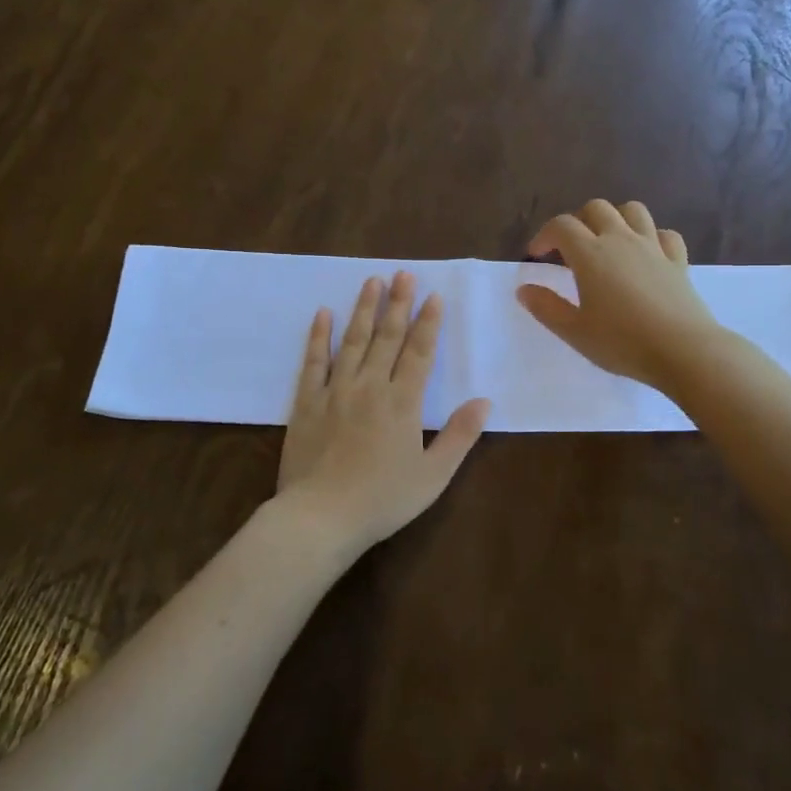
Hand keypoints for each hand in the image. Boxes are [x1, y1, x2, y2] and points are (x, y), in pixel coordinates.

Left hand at [275, 272, 490, 553]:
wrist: (321, 517)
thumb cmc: (383, 500)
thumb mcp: (433, 475)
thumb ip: (460, 436)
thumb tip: (484, 401)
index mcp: (402, 403)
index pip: (419, 352)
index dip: (428, 323)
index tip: (434, 296)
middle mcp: (370, 387)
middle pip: (387, 338)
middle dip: (398, 304)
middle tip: (403, 274)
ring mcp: (335, 391)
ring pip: (353, 341)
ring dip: (364, 309)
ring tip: (372, 281)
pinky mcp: (307, 402)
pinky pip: (313, 362)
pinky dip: (318, 336)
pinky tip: (323, 314)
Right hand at [517, 200, 723, 391]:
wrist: (683, 350)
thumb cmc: (622, 342)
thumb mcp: (574, 331)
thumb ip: (546, 307)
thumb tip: (524, 289)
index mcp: (590, 254)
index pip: (562, 226)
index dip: (544, 235)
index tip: (536, 256)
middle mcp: (621, 240)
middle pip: (596, 208)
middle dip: (578, 221)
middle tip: (570, 249)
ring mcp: (653, 247)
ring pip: (633, 210)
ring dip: (615, 218)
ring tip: (607, 241)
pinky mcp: (678, 260)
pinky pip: (664, 234)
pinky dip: (651, 236)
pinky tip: (646, 254)